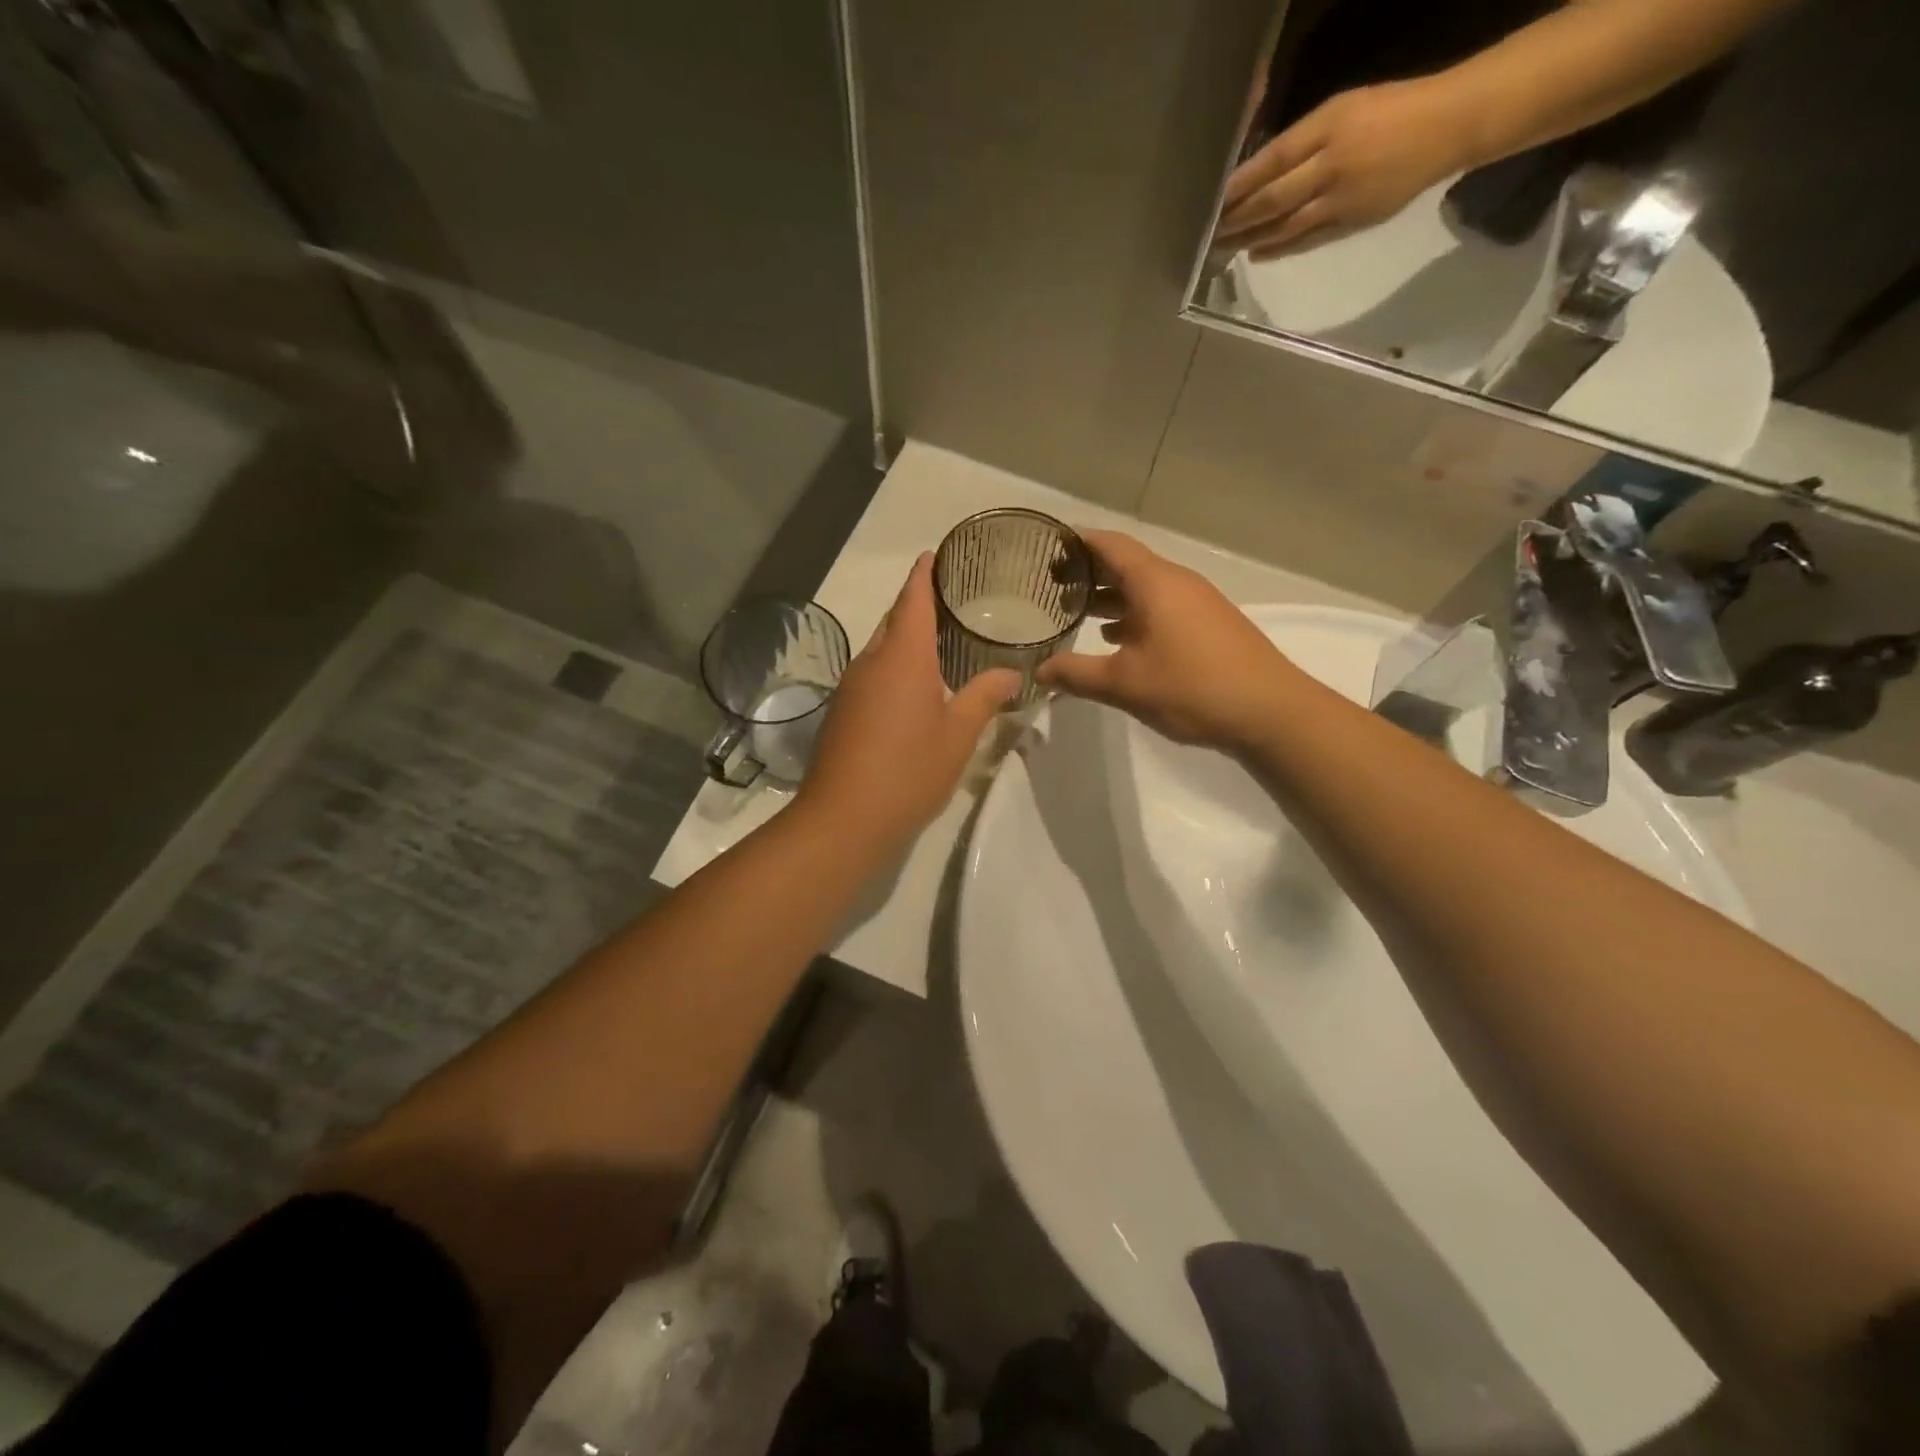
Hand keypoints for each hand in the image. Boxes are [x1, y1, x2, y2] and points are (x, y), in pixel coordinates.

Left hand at [796, 554, 1020, 849]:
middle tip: (951, 600)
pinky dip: (894, 667)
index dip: (924, 574)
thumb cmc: (909, 771)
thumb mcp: (958, 735)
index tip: (935, 554)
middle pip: (894, 620)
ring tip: (940, 640)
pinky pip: (872, 674)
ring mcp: (851, 688)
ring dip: (905, 638)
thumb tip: (1012, 673)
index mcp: (903, 657)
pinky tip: (914, 687)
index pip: (913, 599)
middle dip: (916, 604)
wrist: (844, 819)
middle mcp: (871, 662)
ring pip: (881, 649)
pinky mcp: (842, 712)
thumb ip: (984, 697)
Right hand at [1036, 530, 1299, 749]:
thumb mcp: (1124, 684)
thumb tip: (1039, 671)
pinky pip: (1160, 607)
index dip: (1077, 541)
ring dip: (1110, 597)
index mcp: (1155, 583)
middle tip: (1049, 583)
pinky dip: (1132, 615)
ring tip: (1074, 612)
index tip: (1046, 545)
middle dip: (1088, 571)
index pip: (1109, 545)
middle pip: (1126, 564)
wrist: (1270, 711)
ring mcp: (1196, 604)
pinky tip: (1115, 640)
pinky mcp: (1207, 626)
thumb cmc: (1192, 687)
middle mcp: (1176, 583)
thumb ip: (1076, 674)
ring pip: (1144, 589)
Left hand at [1216, 77, 1473, 258]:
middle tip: (1211, 233)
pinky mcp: (1351, 222)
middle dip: (1238, 219)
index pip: (1273, 161)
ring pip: (1285, 226)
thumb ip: (1303, 140)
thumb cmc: (1391, 110)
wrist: (1447, 127)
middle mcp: (1331, 166)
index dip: (1241, 184)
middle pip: (1273, 199)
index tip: (1215, 201)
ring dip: (1252, 239)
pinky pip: (1307, 240)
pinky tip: (1257, 254)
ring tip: (1225, 247)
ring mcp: (1341, 199)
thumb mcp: (1343, 109)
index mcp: (1329, 127)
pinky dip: (1279, 248)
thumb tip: (1260, 171)